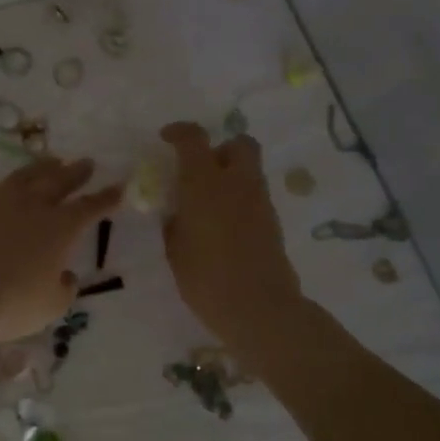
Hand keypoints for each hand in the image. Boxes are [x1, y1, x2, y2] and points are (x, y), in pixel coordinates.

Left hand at [0, 158, 120, 347]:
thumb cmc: (9, 305)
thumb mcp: (50, 307)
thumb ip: (63, 289)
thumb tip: (65, 276)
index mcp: (59, 229)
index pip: (90, 208)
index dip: (106, 198)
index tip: (118, 187)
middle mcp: (30, 206)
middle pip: (58, 182)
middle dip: (75, 172)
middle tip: (86, 162)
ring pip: (21, 177)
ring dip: (38, 167)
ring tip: (50, 160)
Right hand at [160, 123, 302, 349]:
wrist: (258, 308)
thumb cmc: (206, 279)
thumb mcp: (175, 249)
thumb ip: (175, 222)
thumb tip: (179, 211)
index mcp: (205, 183)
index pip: (193, 139)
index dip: (179, 132)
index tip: (166, 138)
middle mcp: (236, 182)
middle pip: (238, 143)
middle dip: (220, 149)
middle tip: (201, 170)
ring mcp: (259, 201)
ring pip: (249, 169)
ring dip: (230, 175)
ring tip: (209, 203)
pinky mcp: (273, 221)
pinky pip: (254, 195)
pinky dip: (239, 198)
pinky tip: (224, 225)